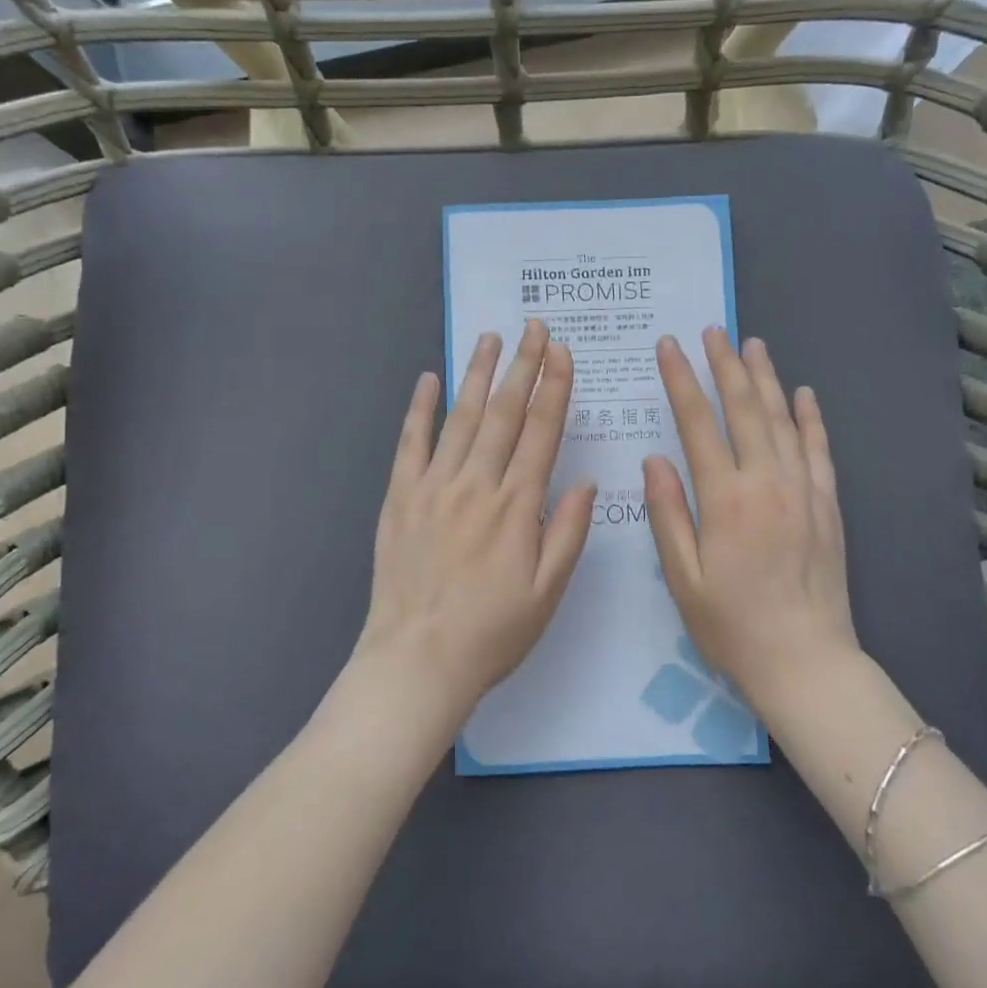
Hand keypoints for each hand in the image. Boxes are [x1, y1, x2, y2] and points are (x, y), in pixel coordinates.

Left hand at [357, 320, 597, 727]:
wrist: (418, 659)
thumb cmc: (492, 631)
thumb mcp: (547, 592)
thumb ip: (568, 532)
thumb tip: (586, 480)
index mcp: (516, 506)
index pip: (541, 433)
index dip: (554, 388)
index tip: (562, 353)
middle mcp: (477, 484)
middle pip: (504, 413)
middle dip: (522, 366)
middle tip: (533, 328)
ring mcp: (434, 486)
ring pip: (461, 418)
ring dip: (478, 375)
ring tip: (491, 338)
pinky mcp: (400, 497)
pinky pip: (411, 443)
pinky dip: (420, 409)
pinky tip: (428, 380)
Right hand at [643, 329, 860, 714]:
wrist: (806, 661)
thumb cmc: (732, 625)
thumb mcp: (682, 576)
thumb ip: (667, 513)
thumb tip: (654, 459)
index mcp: (725, 498)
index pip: (698, 423)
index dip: (681, 380)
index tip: (668, 346)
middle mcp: (767, 482)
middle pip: (744, 409)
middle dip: (725, 365)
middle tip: (712, 331)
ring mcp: (803, 490)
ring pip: (783, 420)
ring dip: (766, 379)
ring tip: (752, 345)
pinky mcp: (828, 505)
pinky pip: (819, 450)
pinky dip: (810, 418)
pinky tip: (803, 394)